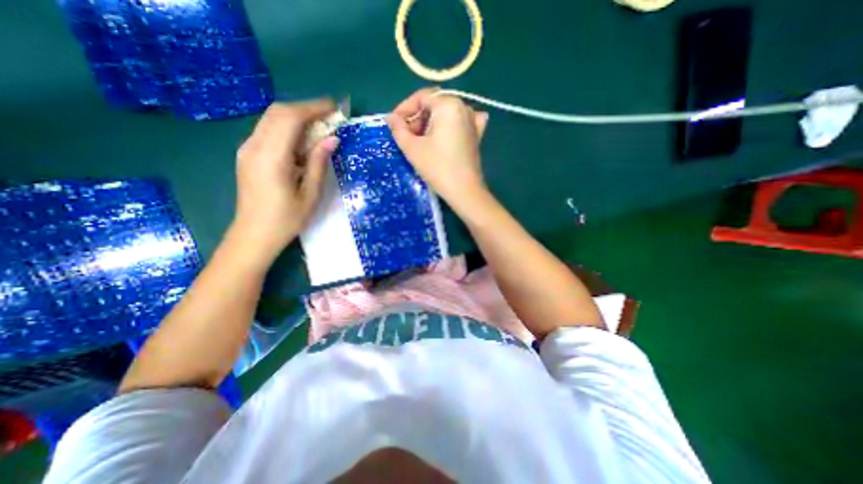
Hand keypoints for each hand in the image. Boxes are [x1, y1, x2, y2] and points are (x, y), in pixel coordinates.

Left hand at [235, 99, 337, 263]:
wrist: (253, 236)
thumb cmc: (286, 220)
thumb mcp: (310, 194)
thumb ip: (318, 163)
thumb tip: (331, 139)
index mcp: (271, 157)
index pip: (290, 118)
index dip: (313, 108)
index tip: (334, 108)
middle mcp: (254, 146)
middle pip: (278, 112)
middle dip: (306, 109)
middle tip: (330, 117)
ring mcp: (247, 149)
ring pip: (271, 120)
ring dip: (297, 118)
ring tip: (320, 128)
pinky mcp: (247, 155)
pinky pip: (268, 132)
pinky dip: (288, 129)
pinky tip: (303, 141)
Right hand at [389, 88, 487, 209]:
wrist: (464, 190)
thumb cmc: (437, 167)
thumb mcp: (412, 148)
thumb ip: (398, 129)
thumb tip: (391, 118)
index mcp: (448, 105)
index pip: (421, 97)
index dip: (404, 109)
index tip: (394, 124)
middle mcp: (464, 107)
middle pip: (434, 105)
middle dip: (417, 118)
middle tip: (407, 137)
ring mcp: (473, 121)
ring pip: (446, 114)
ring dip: (430, 124)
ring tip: (421, 141)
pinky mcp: (477, 135)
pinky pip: (461, 123)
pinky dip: (450, 126)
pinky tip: (446, 134)